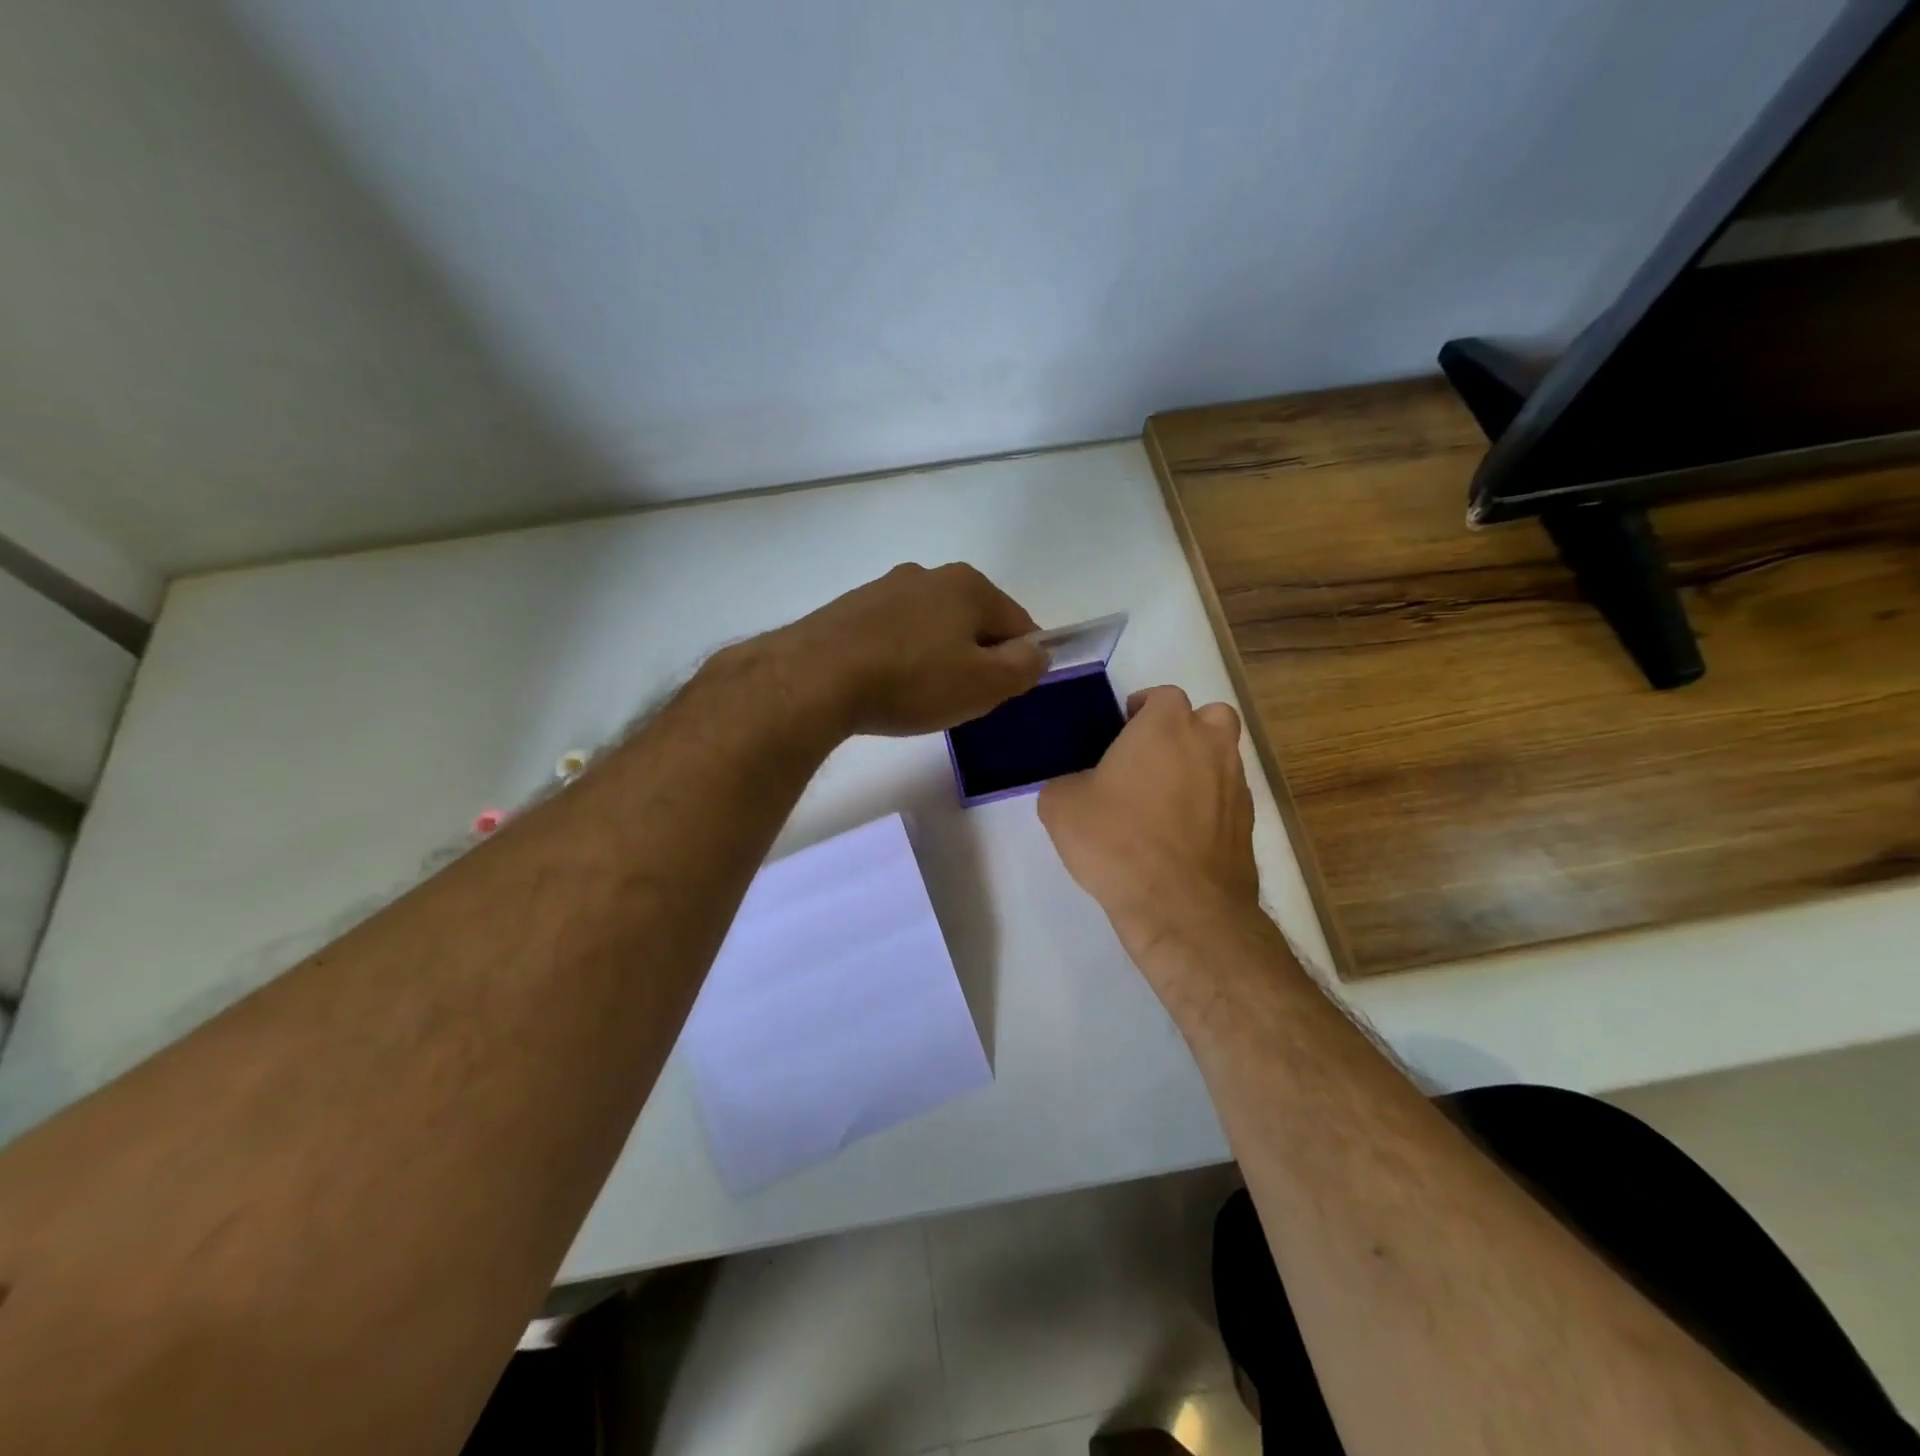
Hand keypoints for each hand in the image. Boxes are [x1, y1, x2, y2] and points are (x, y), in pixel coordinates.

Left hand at [769, 563, 1046, 736]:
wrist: (815, 678)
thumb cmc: (911, 680)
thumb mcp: (984, 684)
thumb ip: (1024, 667)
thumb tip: (1038, 652)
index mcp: (969, 585)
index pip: (1018, 623)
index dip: (1021, 661)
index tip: (1003, 693)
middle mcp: (928, 574)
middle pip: (973, 621)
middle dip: (976, 657)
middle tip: (962, 698)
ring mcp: (884, 588)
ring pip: (931, 626)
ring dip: (936, 656)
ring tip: (919, 696)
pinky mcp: (850, 609)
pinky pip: (894, 634)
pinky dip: (900, 656)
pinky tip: (886, 685)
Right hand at [1038, 686, 1259, 957]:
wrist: (1180, 907)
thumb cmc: (1117, 841)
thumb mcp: (1061, 806)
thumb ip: (1066, 783)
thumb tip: (1077, 788)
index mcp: (1166, 727)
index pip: (1163, 695)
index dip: (1142, 710)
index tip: (1122, 733)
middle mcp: (1210, 745)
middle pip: (1209, 717)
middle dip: (1185, 730)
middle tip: (1152, 759)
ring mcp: (1236, 786)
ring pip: (1223, 759)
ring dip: (1199, 768)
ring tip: (1165, 802)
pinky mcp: (1248, 826)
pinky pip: (1227, 801)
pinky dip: (1209, 808)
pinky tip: (1181, 837)